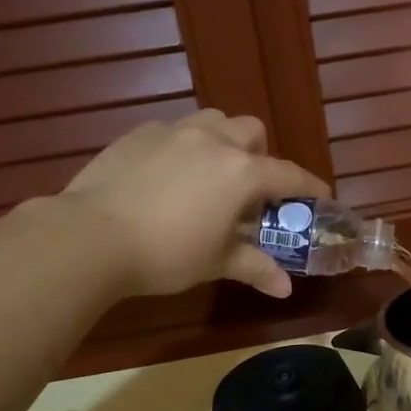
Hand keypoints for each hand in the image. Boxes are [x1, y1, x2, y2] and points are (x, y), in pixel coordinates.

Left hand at [59, 110, 329, 298]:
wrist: (91, 236)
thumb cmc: (165, 254)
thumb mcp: (215, 263)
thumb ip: (254, 268)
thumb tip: (285, 290)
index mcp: (241, 173)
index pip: (288, 175)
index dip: (308, 186)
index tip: (320, 196)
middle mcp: (214, 141)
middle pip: (251, 131)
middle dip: (259, 154)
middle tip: (249, 187)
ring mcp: (174, 132)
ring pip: (213, 120)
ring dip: (223, 139)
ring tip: (210, 171)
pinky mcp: (139, 133)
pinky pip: (173, 129)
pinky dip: (183, 145)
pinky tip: (167, 173)